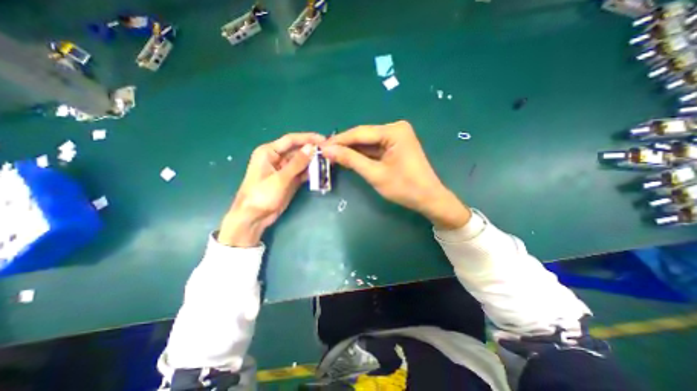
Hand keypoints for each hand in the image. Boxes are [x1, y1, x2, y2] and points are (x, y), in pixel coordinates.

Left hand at [218, 133, 325, 246]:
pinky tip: (321, 172)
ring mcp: (284, 170)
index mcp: (269, 152)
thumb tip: (312, 147)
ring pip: (302, 162)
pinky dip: (311, 172)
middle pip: (298, 151)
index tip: (324, 140)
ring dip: (314, 162)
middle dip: (313, 151)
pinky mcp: (289, 180)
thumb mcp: (280, 178)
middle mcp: (277, 158)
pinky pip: (302, 173)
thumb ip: (297, 163)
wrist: (254, 217)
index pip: (291, 140)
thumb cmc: (262, 195)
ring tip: (329, 161)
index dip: (308, 138)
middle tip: (330, 152)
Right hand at [324, 120, 469, 228]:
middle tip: (324, 153)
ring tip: (332, 156)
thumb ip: (351, 160)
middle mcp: (395, 129)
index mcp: (394, 131)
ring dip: (351, 151)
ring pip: (367, 143)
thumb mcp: (375, 174)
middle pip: (363, 136)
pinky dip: (362, 155)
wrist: (428, 198)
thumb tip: (327, 150)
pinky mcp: (395, 146)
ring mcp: (396, 137)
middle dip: (344, 146)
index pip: (360, 133)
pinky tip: (348, 158)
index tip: (320, 146)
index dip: (339, 140)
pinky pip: (374, 148)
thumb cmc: (404, 188)